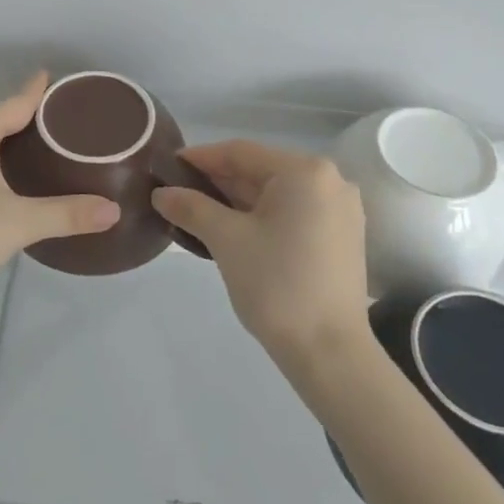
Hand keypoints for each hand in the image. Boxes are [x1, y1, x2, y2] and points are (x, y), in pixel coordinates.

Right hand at [151, 141, 369, 361]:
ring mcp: (340, 210)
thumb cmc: (276, 284)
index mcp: (305, 171)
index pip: (241, 153)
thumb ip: (192, 208)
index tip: (167, 167)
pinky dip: (261, 217)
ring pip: (276, 194)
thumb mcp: (226, 240)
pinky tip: (232, 230)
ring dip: (236, 201)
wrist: (329, 351)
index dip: (200, 158)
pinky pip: (292, 213)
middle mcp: (329, 180)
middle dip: (217, 182)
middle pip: (261, 171)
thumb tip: (161, 193)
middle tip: (177, 193)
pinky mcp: (341, 236)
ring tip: (197, 213)